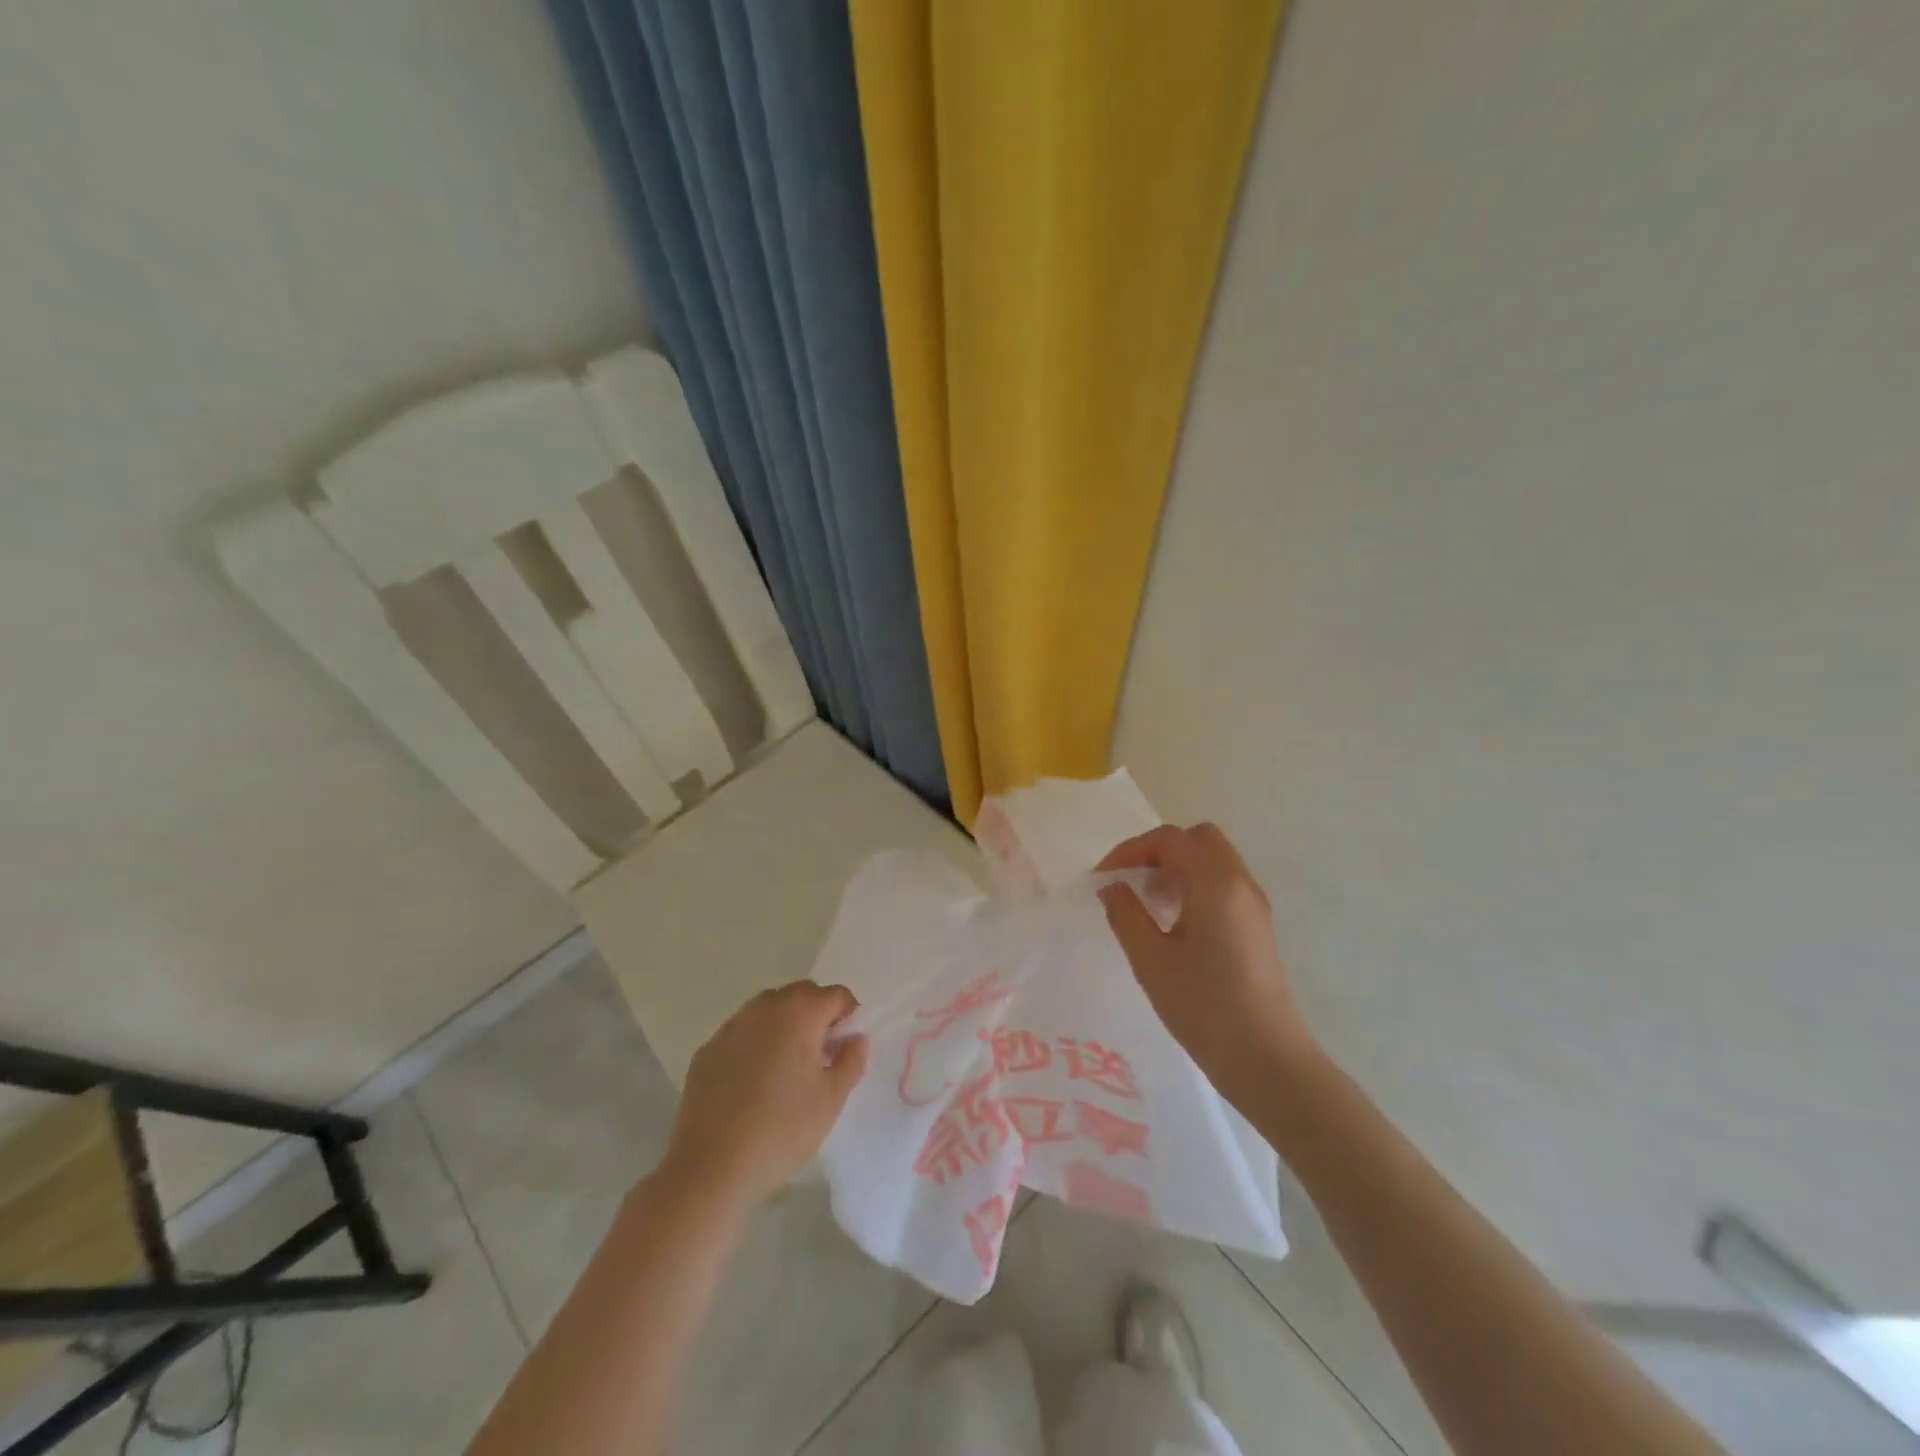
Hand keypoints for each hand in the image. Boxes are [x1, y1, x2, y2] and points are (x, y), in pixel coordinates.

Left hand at [660, 981, 868, 1212]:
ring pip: (768, 1010)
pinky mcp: (707, 1050)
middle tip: (820, 1056)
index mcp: (800, 1013)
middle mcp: (764, 1008)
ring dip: (784, 1025)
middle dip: (816, 1015)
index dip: (848, 1017)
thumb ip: (851, 1060)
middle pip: (801, 994)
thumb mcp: (832, 1099)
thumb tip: (854, 1038)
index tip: (844, 1049)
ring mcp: (731, 1027)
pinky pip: (741, 1033)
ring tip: (785, 1069)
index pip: (836, 995)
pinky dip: (754, 1044)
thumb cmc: (783, 1130)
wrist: (711, 1168)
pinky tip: (752, 1084)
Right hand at [1098, 823, 1317, 1108]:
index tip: (1103, 878)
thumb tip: (1111, 886)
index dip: (1131, 850)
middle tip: (1131, 882)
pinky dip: (1194, 886)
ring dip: (1177, 869)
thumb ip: (1125, 914)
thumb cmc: (1204, 1005)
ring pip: (1212, 861)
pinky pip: (1222, 885)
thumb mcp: (1150, 959)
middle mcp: (1239, 883)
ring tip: (1146, 904)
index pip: (1170, 839)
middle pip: (1198, 840)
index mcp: (1215, 882)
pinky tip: (1172, 924)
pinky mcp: (1257, 927)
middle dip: (1158, 852)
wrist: (1266, 1058)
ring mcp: (1253, 905)